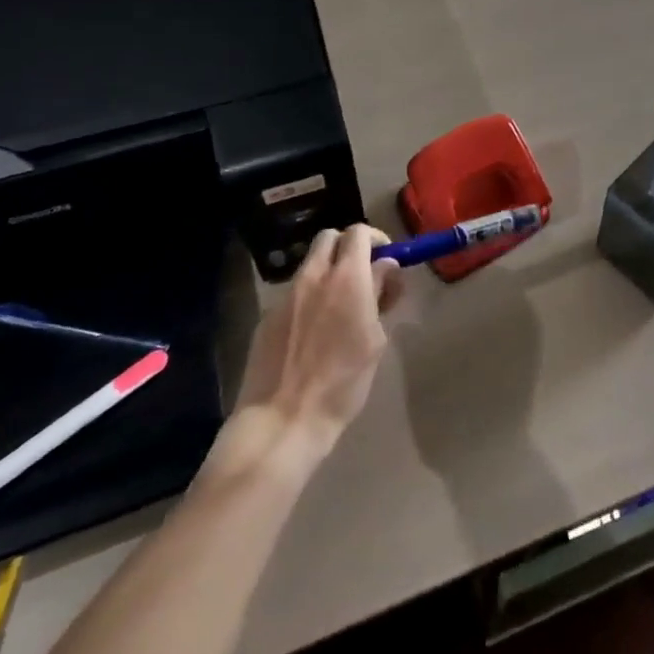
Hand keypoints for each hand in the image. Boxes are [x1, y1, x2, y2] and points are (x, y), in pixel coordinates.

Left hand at [231, 225, 402, 452]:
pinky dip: (309, 298)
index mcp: (346, 278)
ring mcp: (285, 296)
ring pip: (310, 265)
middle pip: (329, 237)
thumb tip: (385, 268)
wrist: (282, 421)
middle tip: (363, 274)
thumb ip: (379, 294)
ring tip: (339, 308)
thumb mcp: (375, 339)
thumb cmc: (342, 383)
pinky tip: (313, 332)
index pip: (358, 232)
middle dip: (348, 247)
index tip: (386, 259)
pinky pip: (294, 294)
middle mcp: (313, 277)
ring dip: (328, 273)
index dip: (375, 239)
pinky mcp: (267, 318)